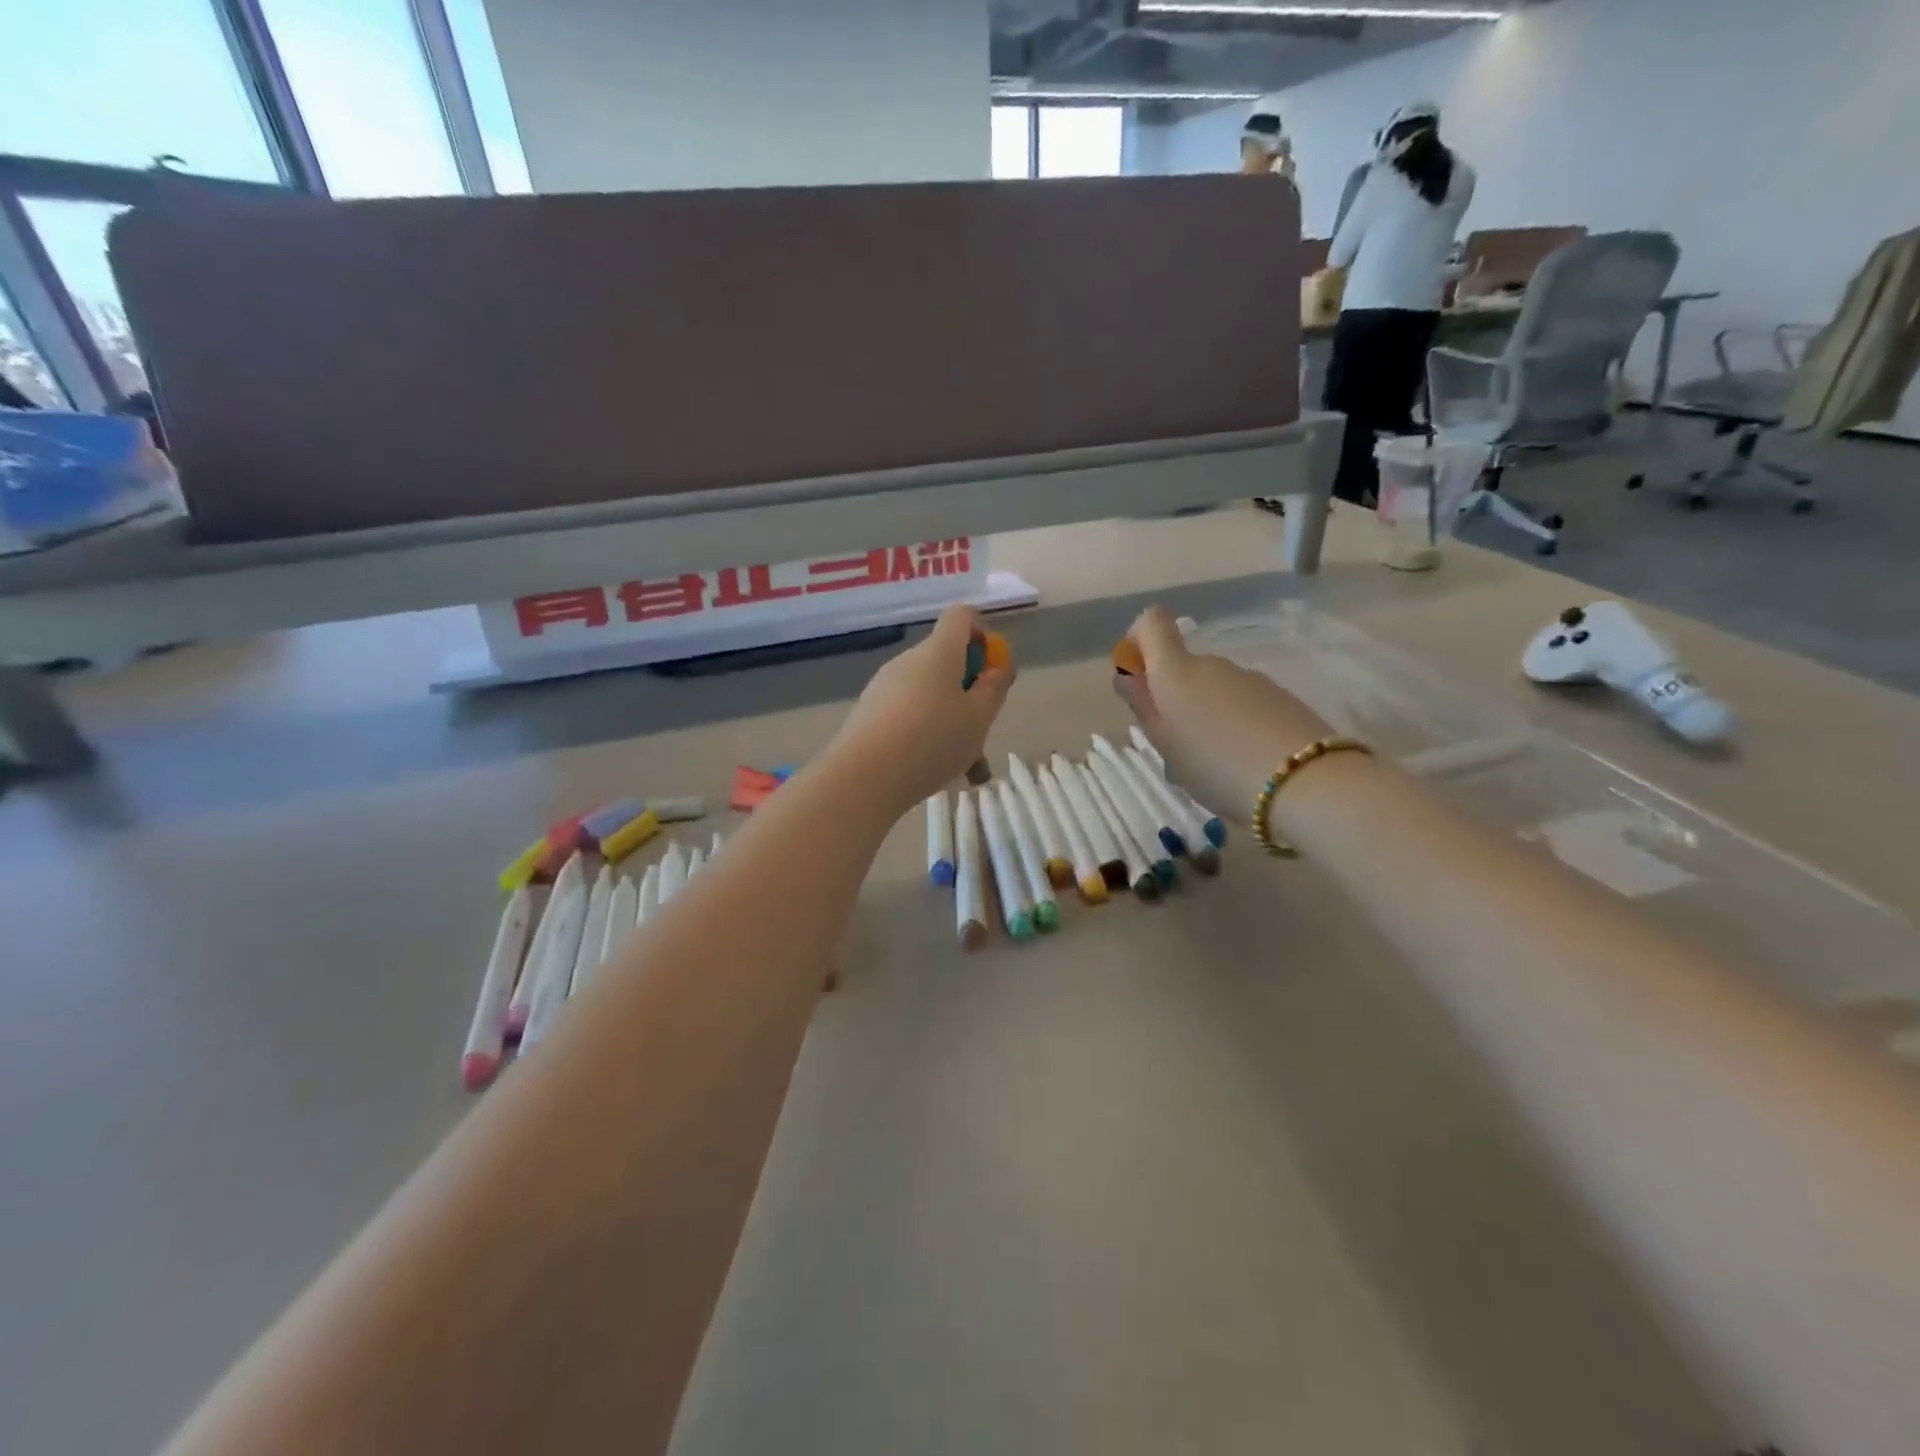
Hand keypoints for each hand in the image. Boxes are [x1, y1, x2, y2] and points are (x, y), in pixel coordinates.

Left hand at [829, 606, 1014, 810]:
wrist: (864, 777)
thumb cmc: (933, 740)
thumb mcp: (979, 717)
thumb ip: (994, 688)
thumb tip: (998, 667)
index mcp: (939, 651)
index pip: (962, 616)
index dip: (982, 635)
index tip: (991, 672)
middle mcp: (908, 660)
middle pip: (947, 661)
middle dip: (970, 693)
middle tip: (981, 733)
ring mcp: (884, 686)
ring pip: (930, 695)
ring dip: (951, 723)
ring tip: (966, 769)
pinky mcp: (869, 712)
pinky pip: (908, 715)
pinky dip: (926, 735)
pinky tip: (934, 771)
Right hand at [1113, 606, 1333, 817]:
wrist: (1305, 781)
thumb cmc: (1216, 766)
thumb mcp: (1166, 744)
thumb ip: (1143, 706)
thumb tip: (1127, 676)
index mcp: (1176, 671)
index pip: (1151, 623)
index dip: (1138, 640)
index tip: (1137, 677)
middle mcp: (1212, 664)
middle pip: (1182, 666)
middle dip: (1173, 696)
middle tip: (1177, 745)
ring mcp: (1249, 678)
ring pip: (1213, 688)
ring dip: (1205, 713)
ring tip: (1215, 762)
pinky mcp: (1279, 696)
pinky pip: (1242, 703)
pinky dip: (1235, 722)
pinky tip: (1245, 760)